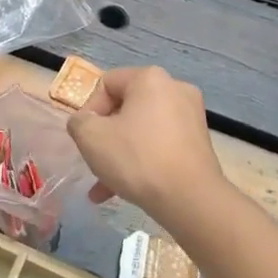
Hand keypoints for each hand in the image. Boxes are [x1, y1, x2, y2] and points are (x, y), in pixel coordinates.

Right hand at [66, 66, 226, 225]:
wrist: (190, 199)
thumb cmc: (137, 158)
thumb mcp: (90, 137)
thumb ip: (78, 122)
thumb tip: (85, 122)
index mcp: (150, 78)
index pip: (106, 84)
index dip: (89, 111)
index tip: (86, 138)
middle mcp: (174, 89)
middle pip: (125, 108)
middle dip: (105, 137)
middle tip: (94, 161)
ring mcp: (191, 116)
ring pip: (142, 131)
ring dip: (120, 154)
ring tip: (104, 187)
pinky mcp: (199, 143)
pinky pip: (160, 145)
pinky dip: (142, 161)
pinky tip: (125, 192)